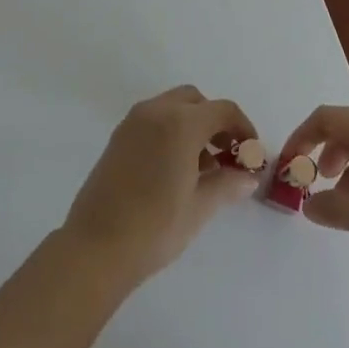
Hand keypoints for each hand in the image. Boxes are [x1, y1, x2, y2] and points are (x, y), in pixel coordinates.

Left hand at [61, 86, 261, 285]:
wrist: (96, 246)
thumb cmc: (154, 227)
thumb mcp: (199, 207)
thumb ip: (227, 184)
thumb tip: (248, 176)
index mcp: (180, 123)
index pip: (223, 110)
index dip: (243, 128)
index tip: (251, 155)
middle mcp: (155, 111)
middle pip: (195, 101)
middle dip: (216, 121)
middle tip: (227, 155)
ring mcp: (133, 122)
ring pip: (172, 107)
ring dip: (193, 125)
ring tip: (203, 168)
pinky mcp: (118, 136)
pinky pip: (153, 120)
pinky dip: (171, 131)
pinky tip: (176, 169)